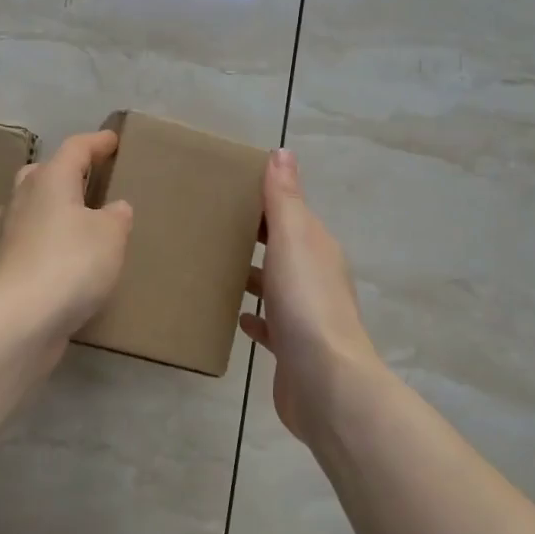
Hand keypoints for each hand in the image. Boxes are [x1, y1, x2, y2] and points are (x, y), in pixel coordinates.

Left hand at [0, 129, 134, 342]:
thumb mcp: (110, 236)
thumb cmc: (69, 264)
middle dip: (67, 172)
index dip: (97, 142)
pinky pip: (33, 239)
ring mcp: (9, 232)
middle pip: (45, 173)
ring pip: (34, 206)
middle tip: (91, 178)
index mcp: (50, 179)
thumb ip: (116, 217)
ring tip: (82, 219)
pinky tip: (67, 256)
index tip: (114, 141)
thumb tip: (113, 208)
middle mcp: (24, 198)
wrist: (16, 319)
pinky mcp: (6, 264)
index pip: (76, 148)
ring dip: (56, 207)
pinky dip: (50, 239)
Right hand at [240, 150, 384, 440]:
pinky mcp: (292, 349)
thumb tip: (282, 152)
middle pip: (282, 249)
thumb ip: (285, 198)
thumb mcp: (293, 239)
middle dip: (255, 237)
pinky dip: (254, 317)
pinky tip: (234, 316)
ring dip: (253, 276)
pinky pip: (269, 325)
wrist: (325, 381)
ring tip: (215, 267)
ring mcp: (306, 316)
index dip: (264, 200)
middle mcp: (316, 278)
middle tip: (210, 227)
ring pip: (275, 286)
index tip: (226, 191)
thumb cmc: (306, 301)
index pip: (291, 214)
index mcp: (318, 248)